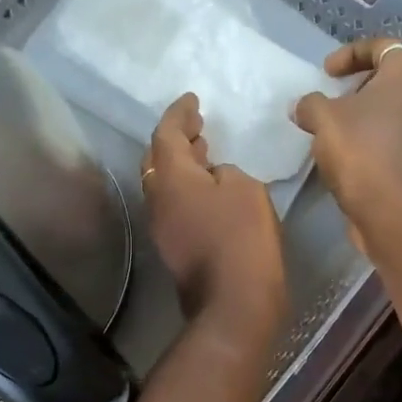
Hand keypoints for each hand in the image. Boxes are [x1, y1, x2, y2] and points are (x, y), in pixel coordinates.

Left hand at [142, 94, 285, 329]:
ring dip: (180, 166)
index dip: (179, 113)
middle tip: (196, 127)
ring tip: (204, 153)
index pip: (165, 133)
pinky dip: (186, 189)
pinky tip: (208, 190)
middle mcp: (156, 198)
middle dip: (174, 139)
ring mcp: (161, 226)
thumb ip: (226, 172)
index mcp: (171, 177)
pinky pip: (174, 205)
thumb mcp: (245, 189)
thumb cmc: (242, 237)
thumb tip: (214, 177)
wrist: (234, 302)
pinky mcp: (173, 247)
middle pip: (156, 159)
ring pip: (163, 184)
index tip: (192, 100)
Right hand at [293, 38, 401, 241]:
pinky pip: (399, 137)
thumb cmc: (362, 152)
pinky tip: (353, 155)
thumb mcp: (324, 120)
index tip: (327, 72)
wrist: (396, 211)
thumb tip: (304, 106)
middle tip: (336, 98)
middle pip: (393, 78)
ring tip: (339, 130)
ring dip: (369, 115)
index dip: (351, 53)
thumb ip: (311, 104)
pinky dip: (378, 138)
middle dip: (361, 85)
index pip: (383, 46)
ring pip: (397, 110)